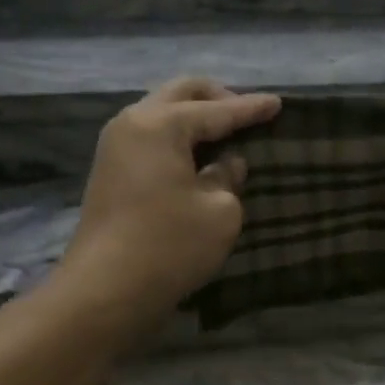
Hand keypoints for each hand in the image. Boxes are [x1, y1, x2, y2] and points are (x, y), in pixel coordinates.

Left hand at [48, 77, 280, 342]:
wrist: (105, 291)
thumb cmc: (170, 245)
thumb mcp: (220, 211)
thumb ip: (228, 178)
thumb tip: (226, 165)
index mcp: (160, 125)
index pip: (217, 110)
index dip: (251, 108)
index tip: (279, 103)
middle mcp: (133, 124)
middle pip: (181, 93)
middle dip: (218, 98)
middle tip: (249, 113)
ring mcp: (116, 147)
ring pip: (162, 111)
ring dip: (195, 116)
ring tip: (228, 133)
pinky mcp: (111, 172)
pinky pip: (152, 136)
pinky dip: (179, 136)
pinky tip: (201, 155)